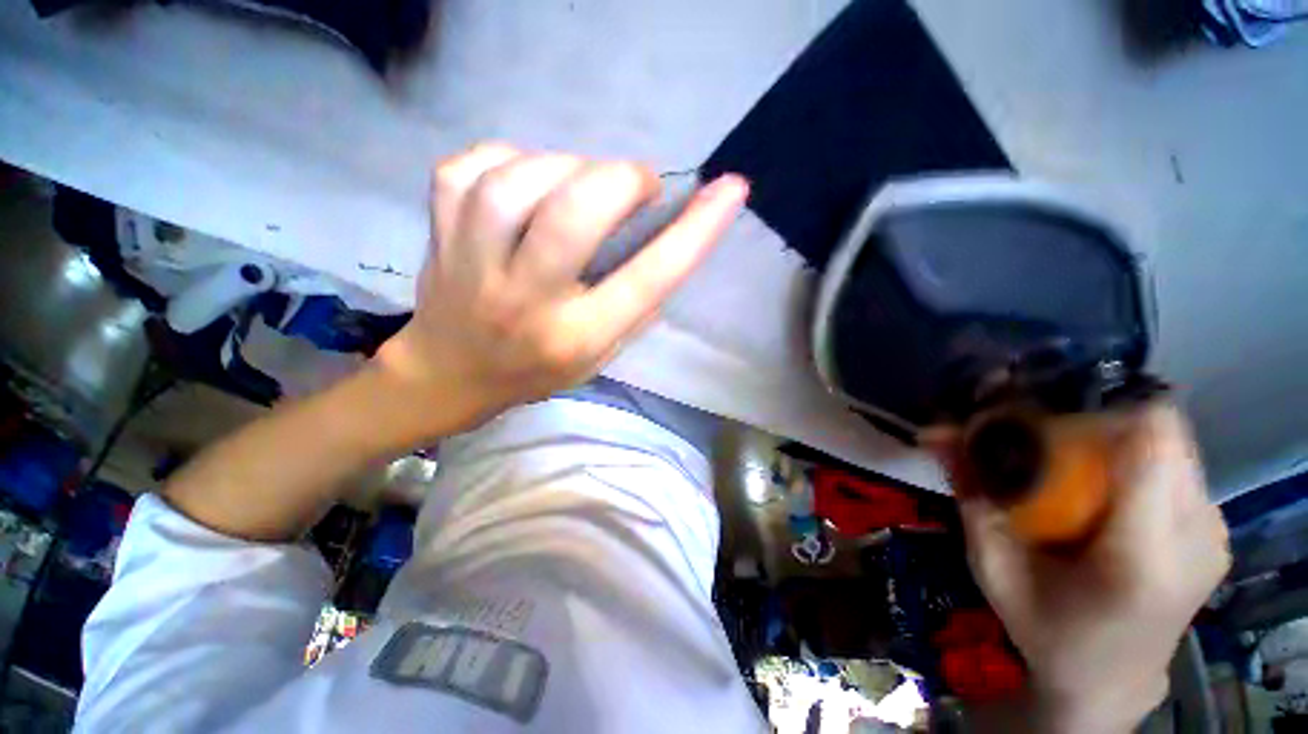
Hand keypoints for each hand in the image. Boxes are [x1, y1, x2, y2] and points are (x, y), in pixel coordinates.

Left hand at [375, 143, 748, 436]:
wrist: (449, 374)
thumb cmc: (537, 369)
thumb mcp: (600, 355)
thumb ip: (636, 306)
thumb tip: (670, 241)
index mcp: (576, 336)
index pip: (648, 279)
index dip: (695, 231)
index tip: (730, 190)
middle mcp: (526, 300)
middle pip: (575, 212)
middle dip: (621, 180)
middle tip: (636, 185)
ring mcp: (473, 262)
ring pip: (520, 180)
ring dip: (566, 166)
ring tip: (578, 185)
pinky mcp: (438, 230)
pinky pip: (473, 167)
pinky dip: (509, 159)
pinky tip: (523, 182)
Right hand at [945, 406, 1229, 731]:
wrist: (1110, 680)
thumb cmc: (1047, 630)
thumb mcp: (993, 566)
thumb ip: (972, 495)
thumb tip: (936, 432)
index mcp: (1143, 557)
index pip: (1149, 439)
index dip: (1093, 411)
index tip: (1036, 417)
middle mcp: (1197, 535)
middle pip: (1156, 430)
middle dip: (1091, 421)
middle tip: (1038, 441)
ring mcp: (1214, 530)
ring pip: (1167, 440)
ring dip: (1109, 437)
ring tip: (1067, 464)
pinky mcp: (1215, 526)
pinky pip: (1172, 462)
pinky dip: (1129, 457)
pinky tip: (1100, 488)